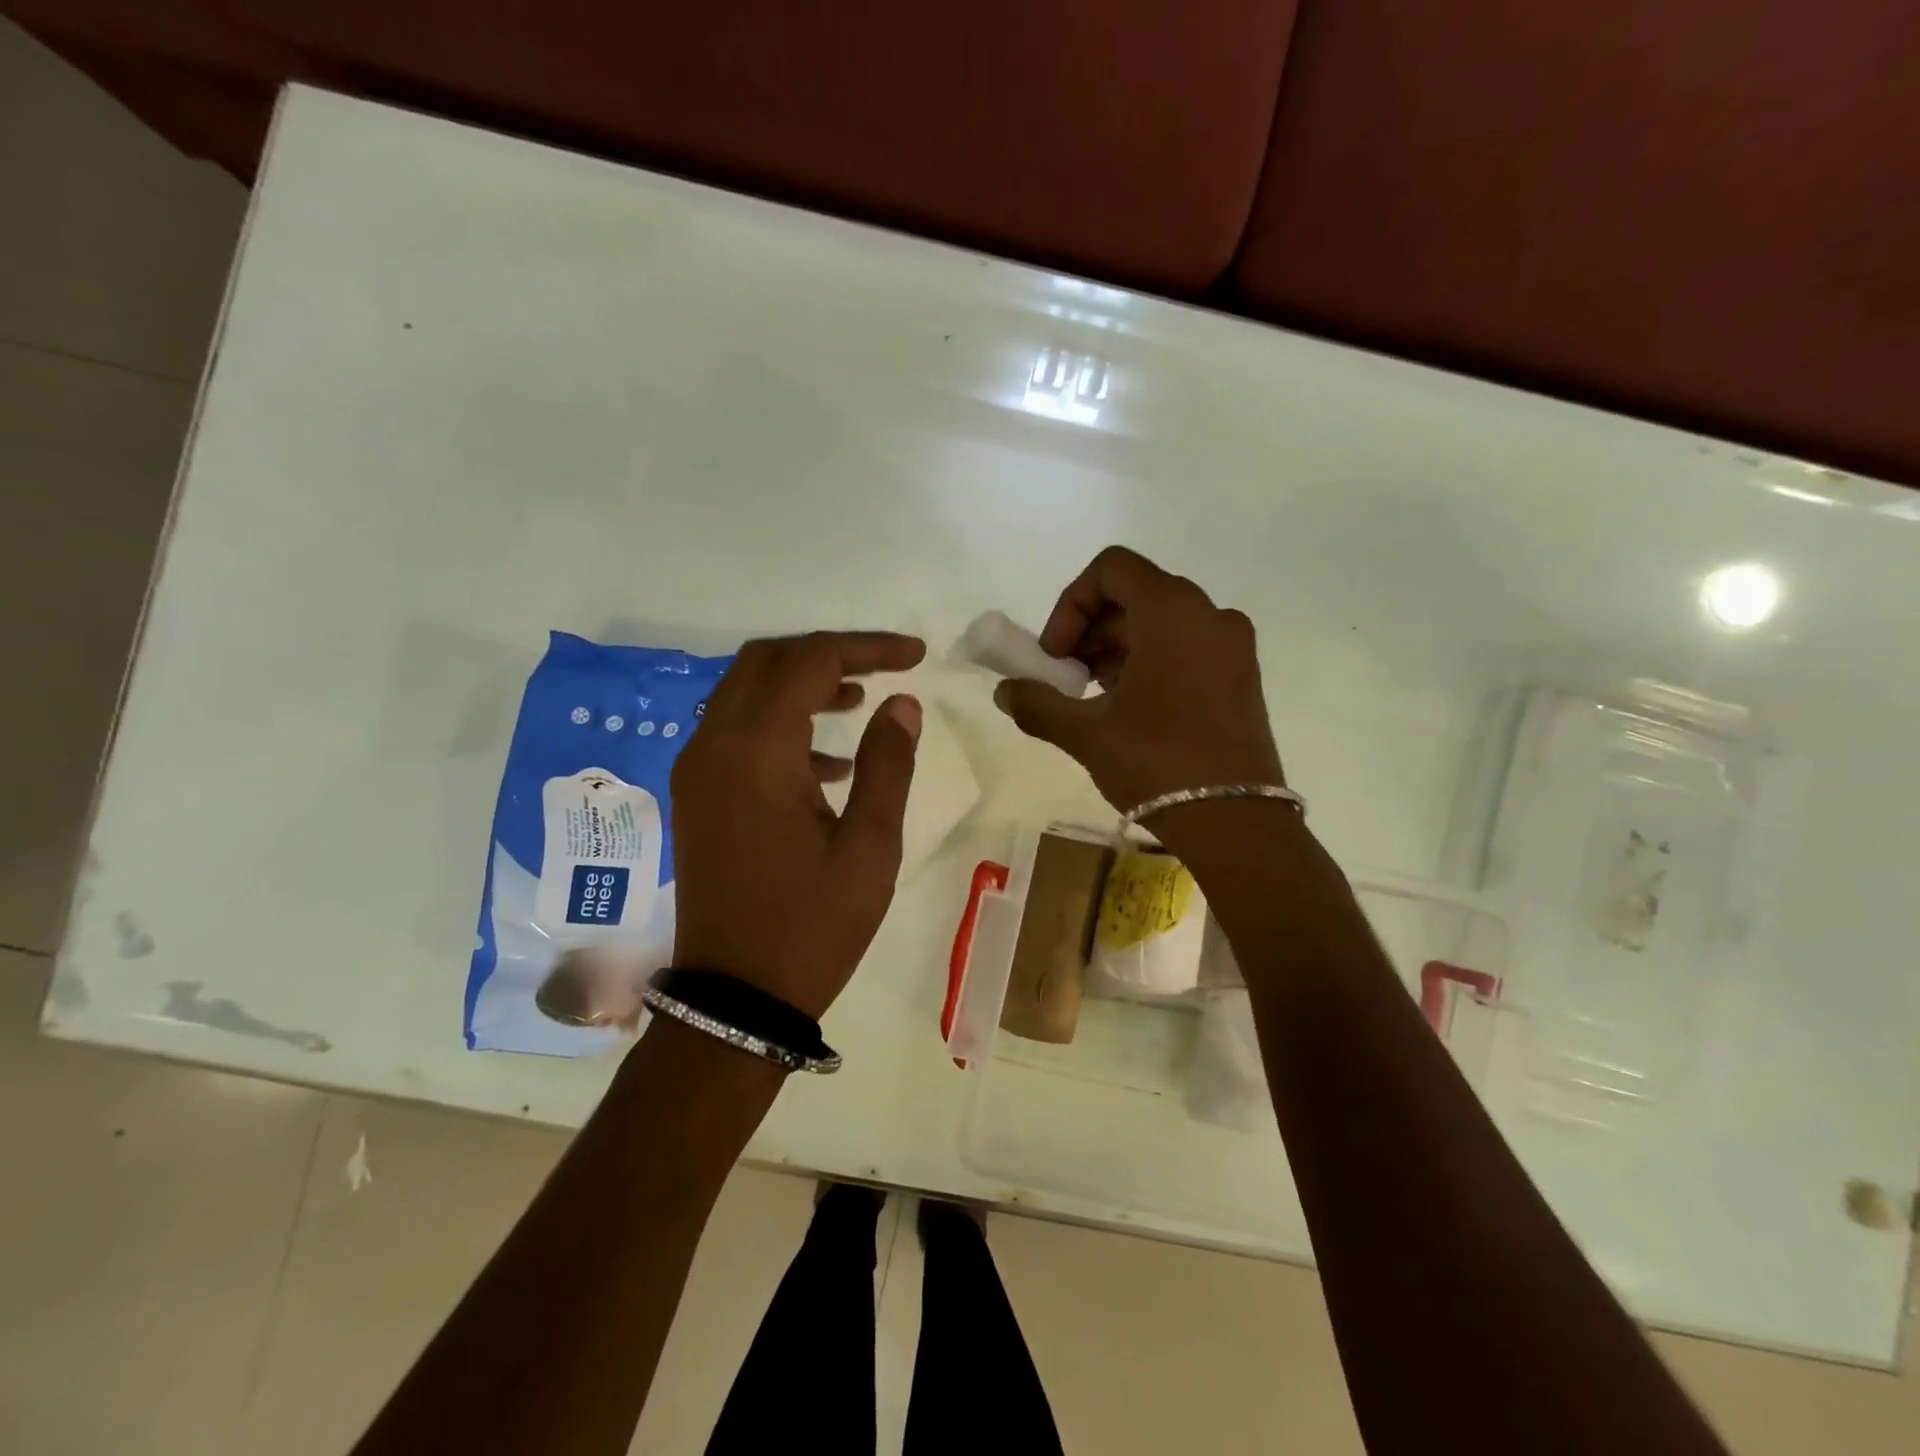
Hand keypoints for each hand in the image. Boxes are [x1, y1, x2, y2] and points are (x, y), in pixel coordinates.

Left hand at [671, 631, 924, 1020]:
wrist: (734, 1001)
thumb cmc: (812, 926)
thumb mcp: (869, 847)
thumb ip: (887, 764)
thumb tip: (902, 704)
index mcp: (757, 751)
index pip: (811, 661)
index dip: (867, 647)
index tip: (916, 656)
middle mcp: (713, 745)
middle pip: (766, 662)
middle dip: (827, 655)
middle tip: (881, 670)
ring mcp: (696, 770)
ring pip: (745, 693)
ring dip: (800, 685)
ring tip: (859, 704)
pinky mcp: (696, 796)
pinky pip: (735, 732)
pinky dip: (779, 724)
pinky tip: (827, 765)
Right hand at [995, 546, 1283, 813]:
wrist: (1236, 823)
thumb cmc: (1157, 763)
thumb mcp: (1086, 733)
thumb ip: (1037, 703)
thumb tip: (1004, 692)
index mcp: (1172, 611)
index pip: (1111, 569)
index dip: (1071, 604)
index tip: (1056, 654)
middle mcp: (1209, 614)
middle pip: (1135, 595)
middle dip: (1090, 631)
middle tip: (1066, 679)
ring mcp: (1233, 645)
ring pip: (1161, 623)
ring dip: (1117, 648)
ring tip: (1094, 698)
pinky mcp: (1243, 675)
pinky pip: (1187, 647)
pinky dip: (1151, 661)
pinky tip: (1130, 709)